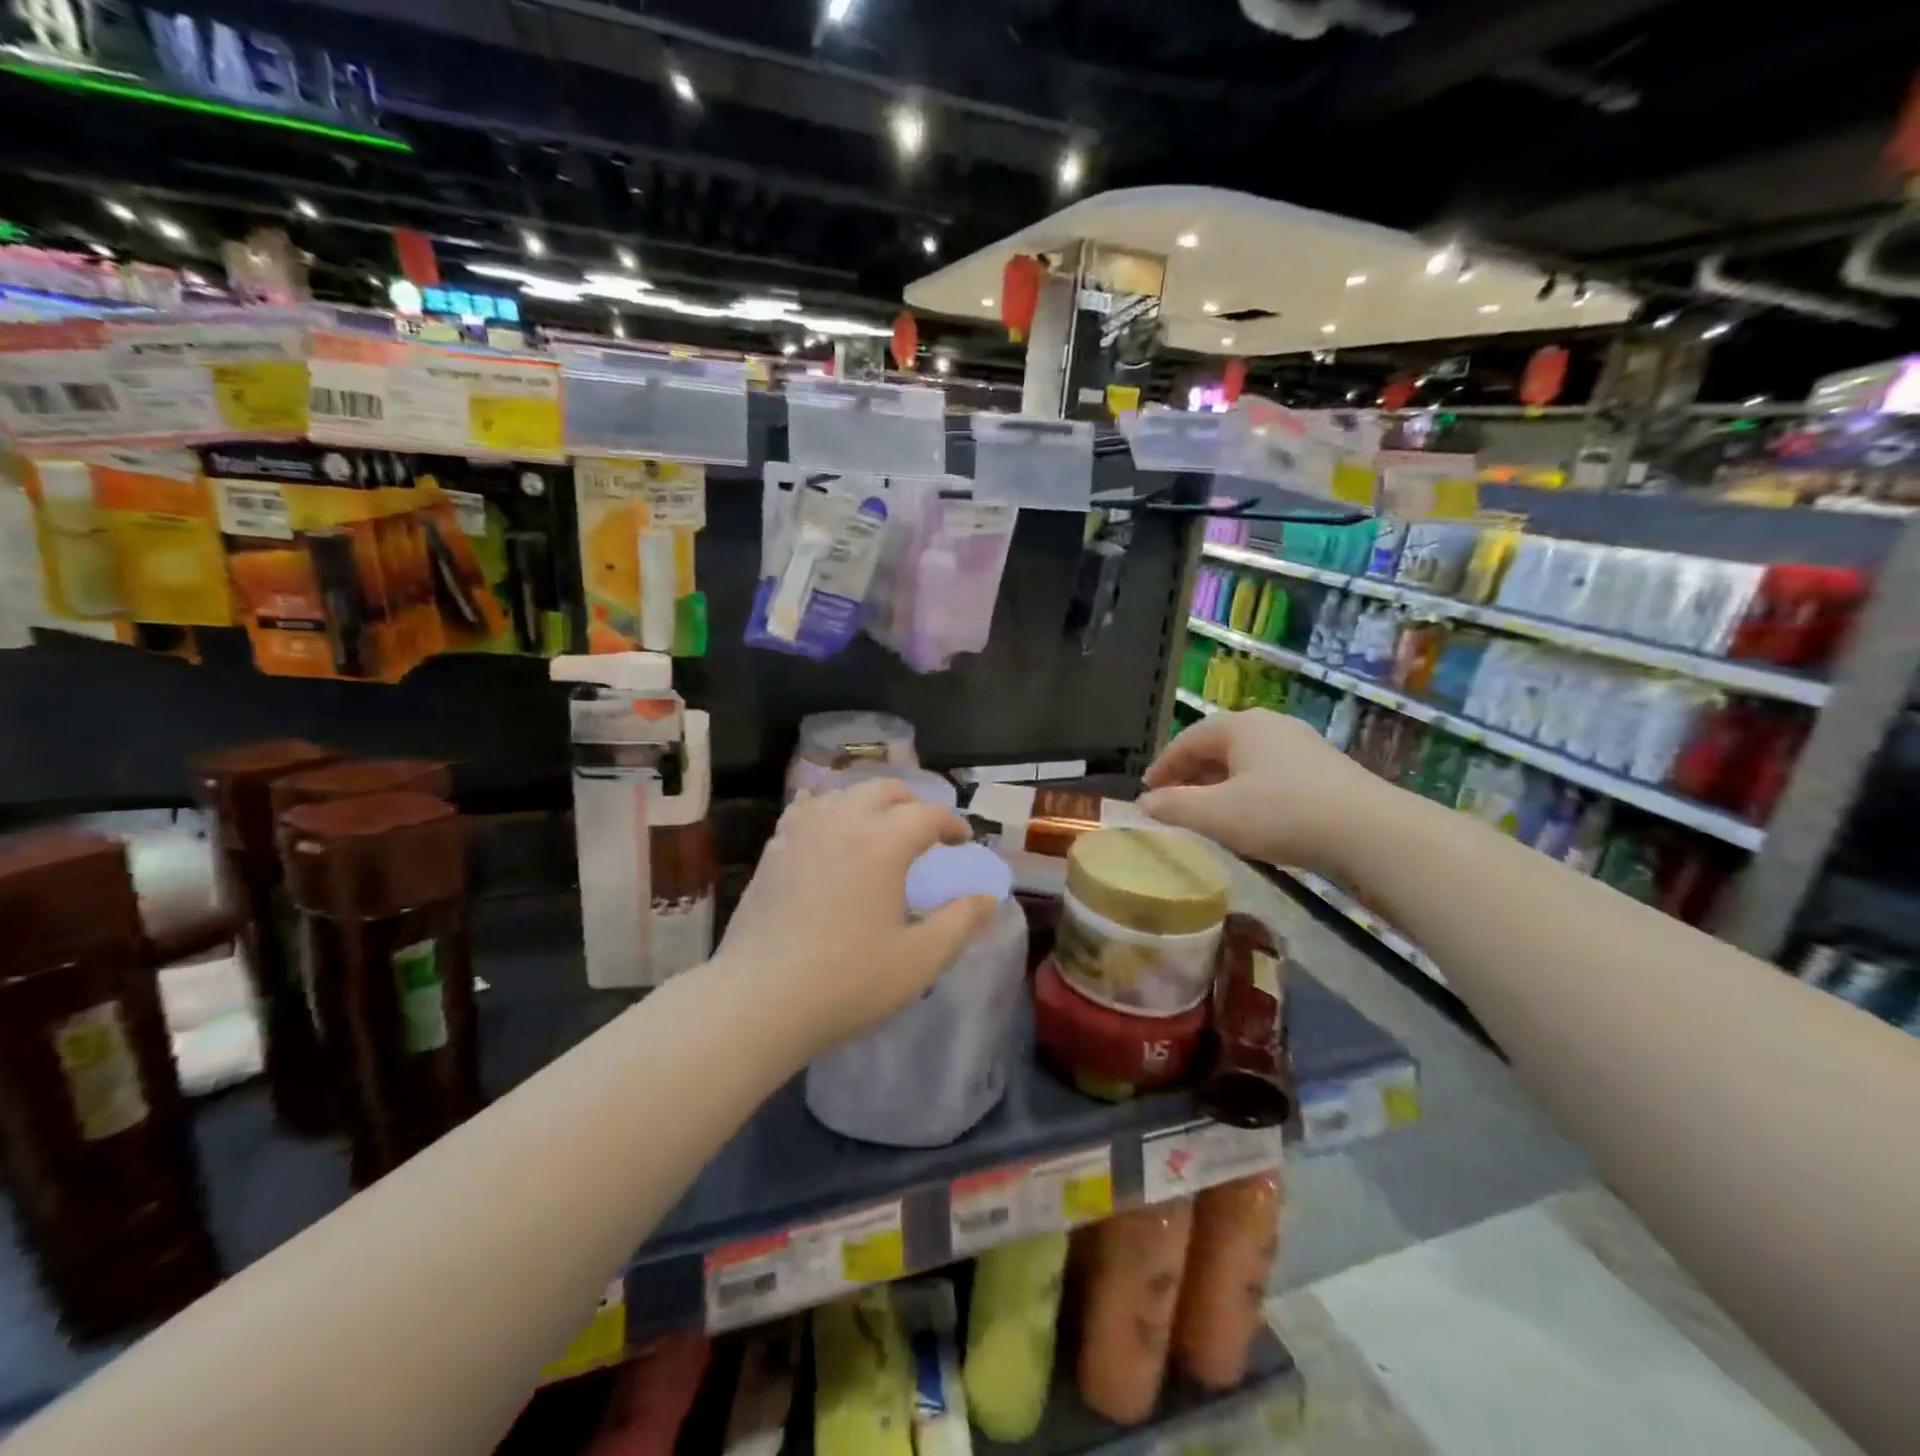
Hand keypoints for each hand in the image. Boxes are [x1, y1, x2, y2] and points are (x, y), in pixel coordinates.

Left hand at [716, 778, 998, 1056]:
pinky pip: (805, 811)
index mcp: (882, 843)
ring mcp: (801, 832)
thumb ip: (960, 922)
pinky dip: (827, 811)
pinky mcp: (773, 850)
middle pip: (884, 790)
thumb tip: (987, 898)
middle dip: (913, 803)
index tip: (963, 842)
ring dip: (871, 803)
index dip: (952, 824)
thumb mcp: (919, 959)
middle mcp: (842, 823)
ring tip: (881, 829)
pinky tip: (828, 829)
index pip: (927, 814)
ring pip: (843, 794)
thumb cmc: (847, 982)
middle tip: (925, 832)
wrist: (759, 1000)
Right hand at [1139, 708, 1384, 870]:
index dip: (1163, 766)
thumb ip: (1174, 807)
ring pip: (1245, 761)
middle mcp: (1269, 725)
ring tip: (1207, 811)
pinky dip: (1248, 790)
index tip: (1147, 792)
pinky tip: (1251, 816)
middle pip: (1217, 746)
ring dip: (1219, 783)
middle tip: (1172, 801)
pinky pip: (1270, 773)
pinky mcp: (1325, 769)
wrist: (1371, 832)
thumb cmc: (1282, 814)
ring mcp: (1301, 744)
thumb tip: (1143, 804)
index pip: (1187, 740)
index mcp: (1239, 726)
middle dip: (1190, 774)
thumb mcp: (1217, 815)